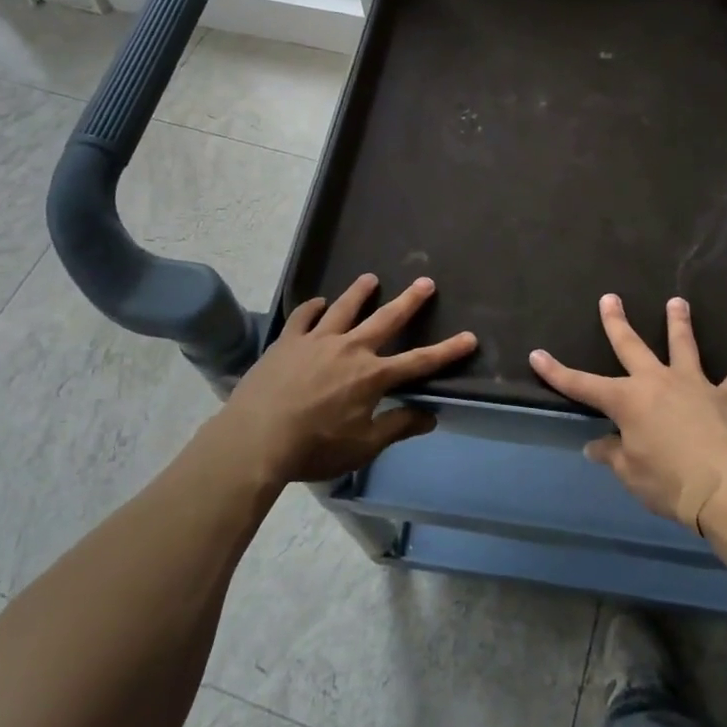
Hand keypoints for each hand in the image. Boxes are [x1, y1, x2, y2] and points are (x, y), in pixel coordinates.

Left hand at [217, 274, 475, 484]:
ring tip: (370, 279)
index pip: (419, 361)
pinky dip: (313, 307)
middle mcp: (350, 349)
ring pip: (344, 308)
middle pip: (386, 319)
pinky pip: (304, 317)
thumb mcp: (362, 446)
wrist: (256, 438)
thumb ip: (397, 427)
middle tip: (425, 281)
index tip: (470, 337)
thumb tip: (430, 416)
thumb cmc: (314, 448)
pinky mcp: (288, 341)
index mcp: (372, 376)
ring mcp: (317, 340)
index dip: (447, 351)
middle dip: (409, 301)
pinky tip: (317, 303)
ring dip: (360, 292)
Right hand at [530, 294, 726, 532]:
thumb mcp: (630, 473)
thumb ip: (612, 454)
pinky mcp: (726, 399)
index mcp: (627, 400)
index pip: (582, 385)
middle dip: (617, 322)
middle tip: (610, 298)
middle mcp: (657, 382)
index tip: (537, 355)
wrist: (726, 490)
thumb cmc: (668, 482)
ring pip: (684, 347)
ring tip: (678, 302)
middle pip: (631, 346)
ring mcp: (693, 386)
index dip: (557, 372)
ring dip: (679, 324)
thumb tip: (596, 446)